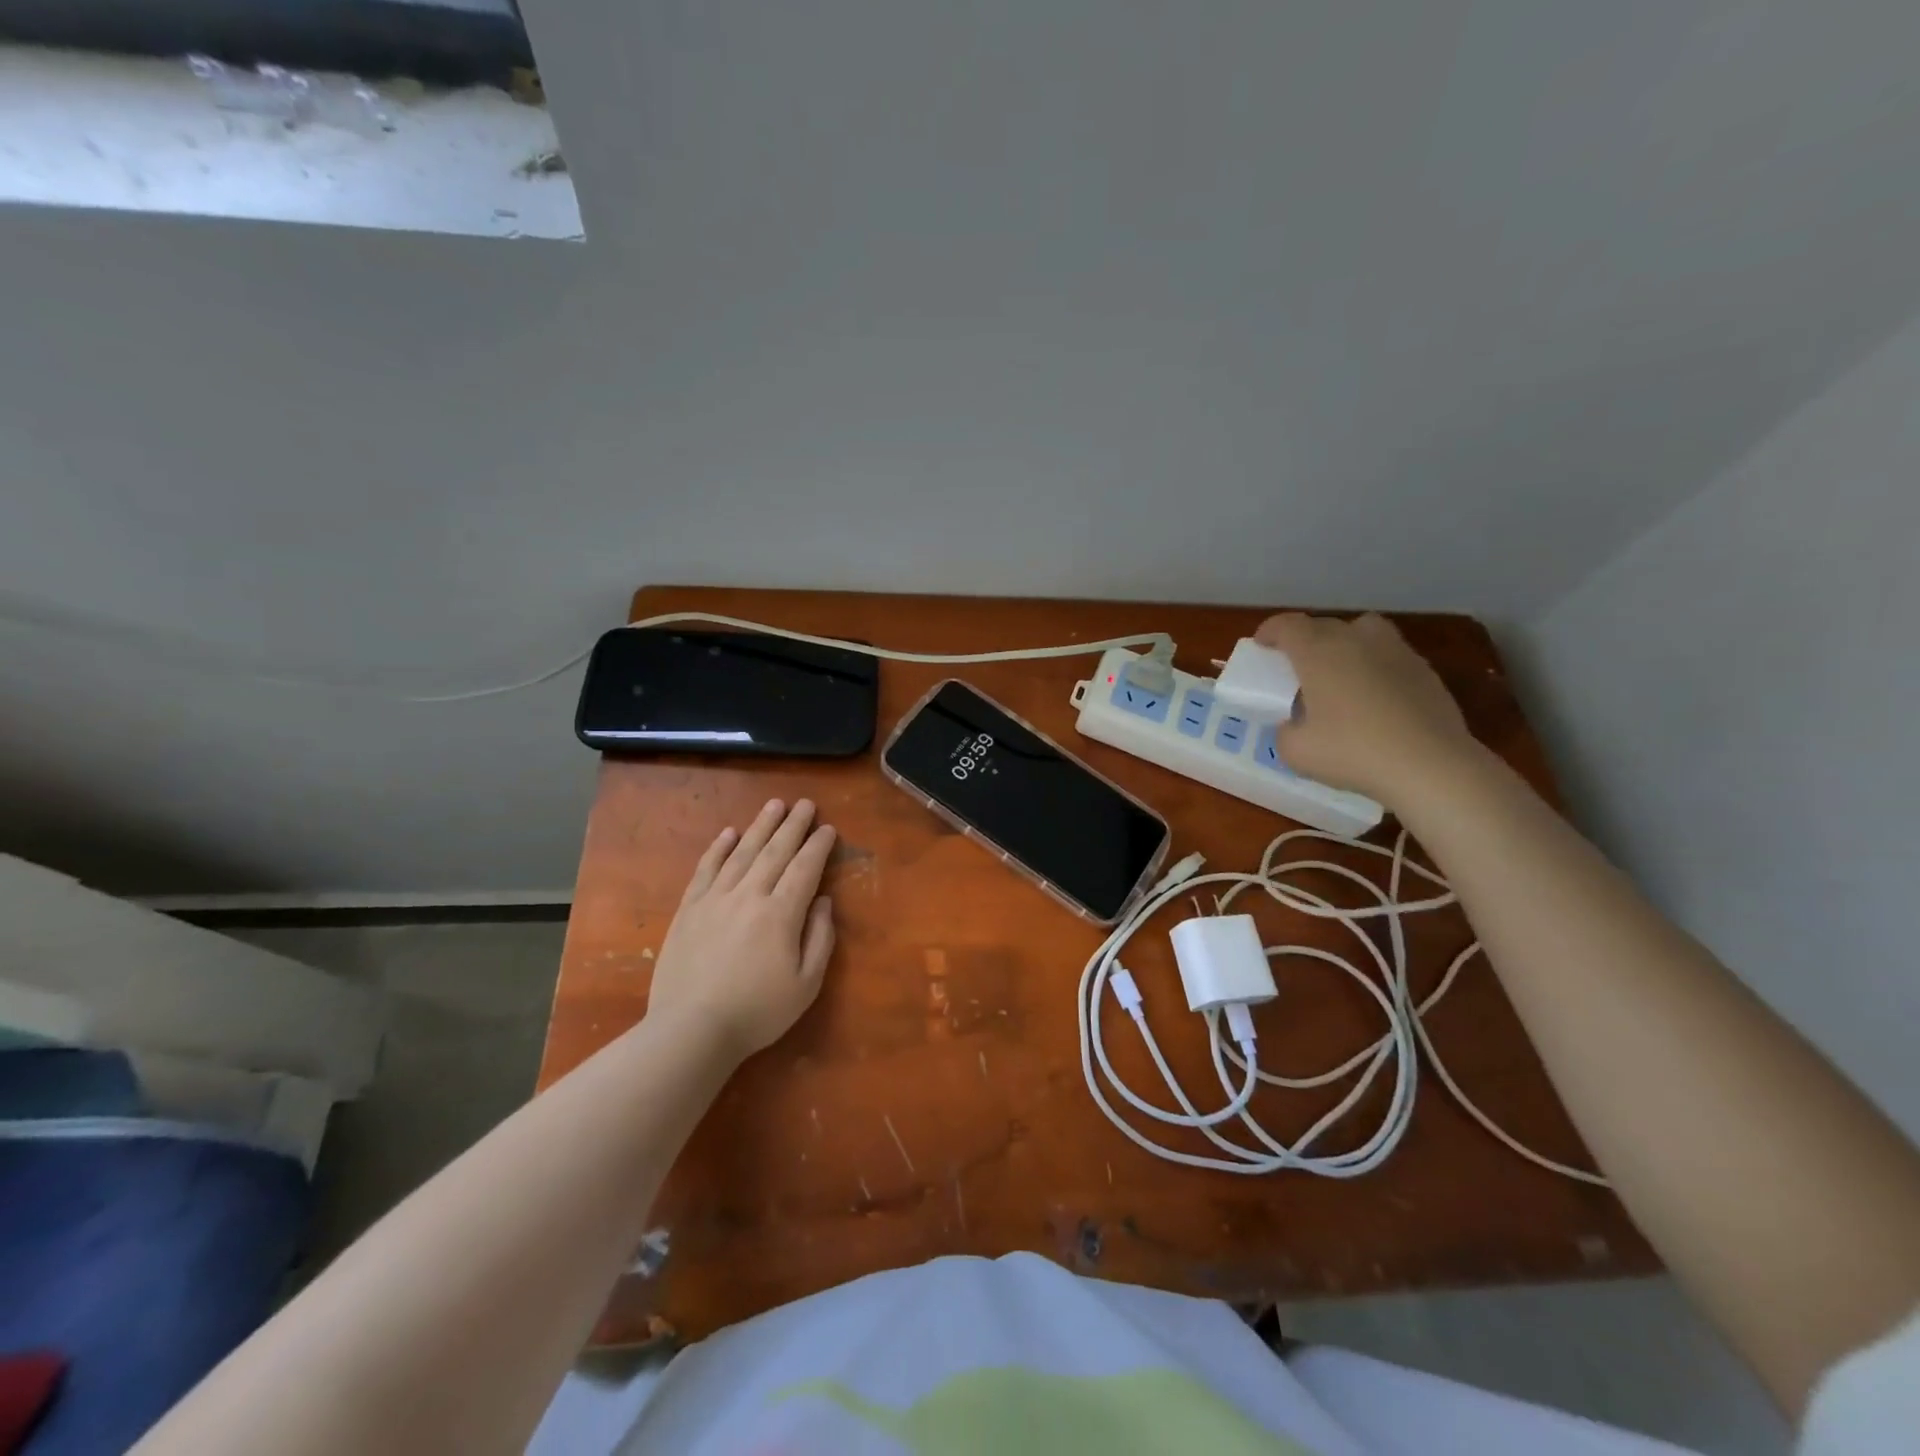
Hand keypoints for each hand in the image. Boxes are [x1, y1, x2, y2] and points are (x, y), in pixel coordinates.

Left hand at [646, 798, 837, 1061]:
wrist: (691, 1030)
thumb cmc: (757, 1011)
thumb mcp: (806, 984)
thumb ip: (820, 938)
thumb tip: (823, 902)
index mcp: (781, 913)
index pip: (805, 868)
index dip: (819, 846)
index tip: (828, 828)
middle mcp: (750, 895)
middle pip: (775, 851)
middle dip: (794, 825)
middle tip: (806, 804)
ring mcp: (715, 899)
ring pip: (742, 853)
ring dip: (761, 826)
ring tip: (775, 805)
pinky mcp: (689, 909)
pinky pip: (706, 869)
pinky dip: (718, 848)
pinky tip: (728, 833)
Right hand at [1254, 612, 1479, 804]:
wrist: (1431, 765)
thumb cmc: (1352, 752)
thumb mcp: (1295, 751)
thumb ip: (1286, 730)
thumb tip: (1295, 725)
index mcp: (1318, 652)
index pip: (1287, 625)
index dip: (1270, 632)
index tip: (1262, 646)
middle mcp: (1356, 640)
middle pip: (1323, 625)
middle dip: (1305, 641)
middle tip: (1297, 668)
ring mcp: (1395, 651)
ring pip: (1363, 632)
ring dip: (1345, 644)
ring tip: (1340, 673)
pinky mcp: (1424, 671)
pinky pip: (1389, 656)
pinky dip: (1375, 667)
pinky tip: (1375, 699)